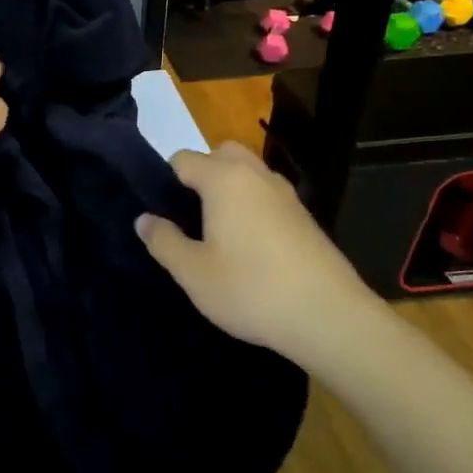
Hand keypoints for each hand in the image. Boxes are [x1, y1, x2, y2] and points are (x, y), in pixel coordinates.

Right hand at [136, 142, 382, 370]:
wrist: (329, 318)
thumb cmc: (250, 290)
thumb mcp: (193, 272)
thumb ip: (163, 241)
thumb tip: (144, 219)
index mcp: (224, 179)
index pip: (183, 159)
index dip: (166, 181)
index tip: (161, 214)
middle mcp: (256, 175)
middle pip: (221, 153)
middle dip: (201, 174)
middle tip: (189, 217)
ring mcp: (286, 194)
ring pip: (248, 173)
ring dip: (229, 189)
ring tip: (217, 232)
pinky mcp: (305, 216)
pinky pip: (267, 195)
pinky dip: (253, 206)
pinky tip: (249, 247)